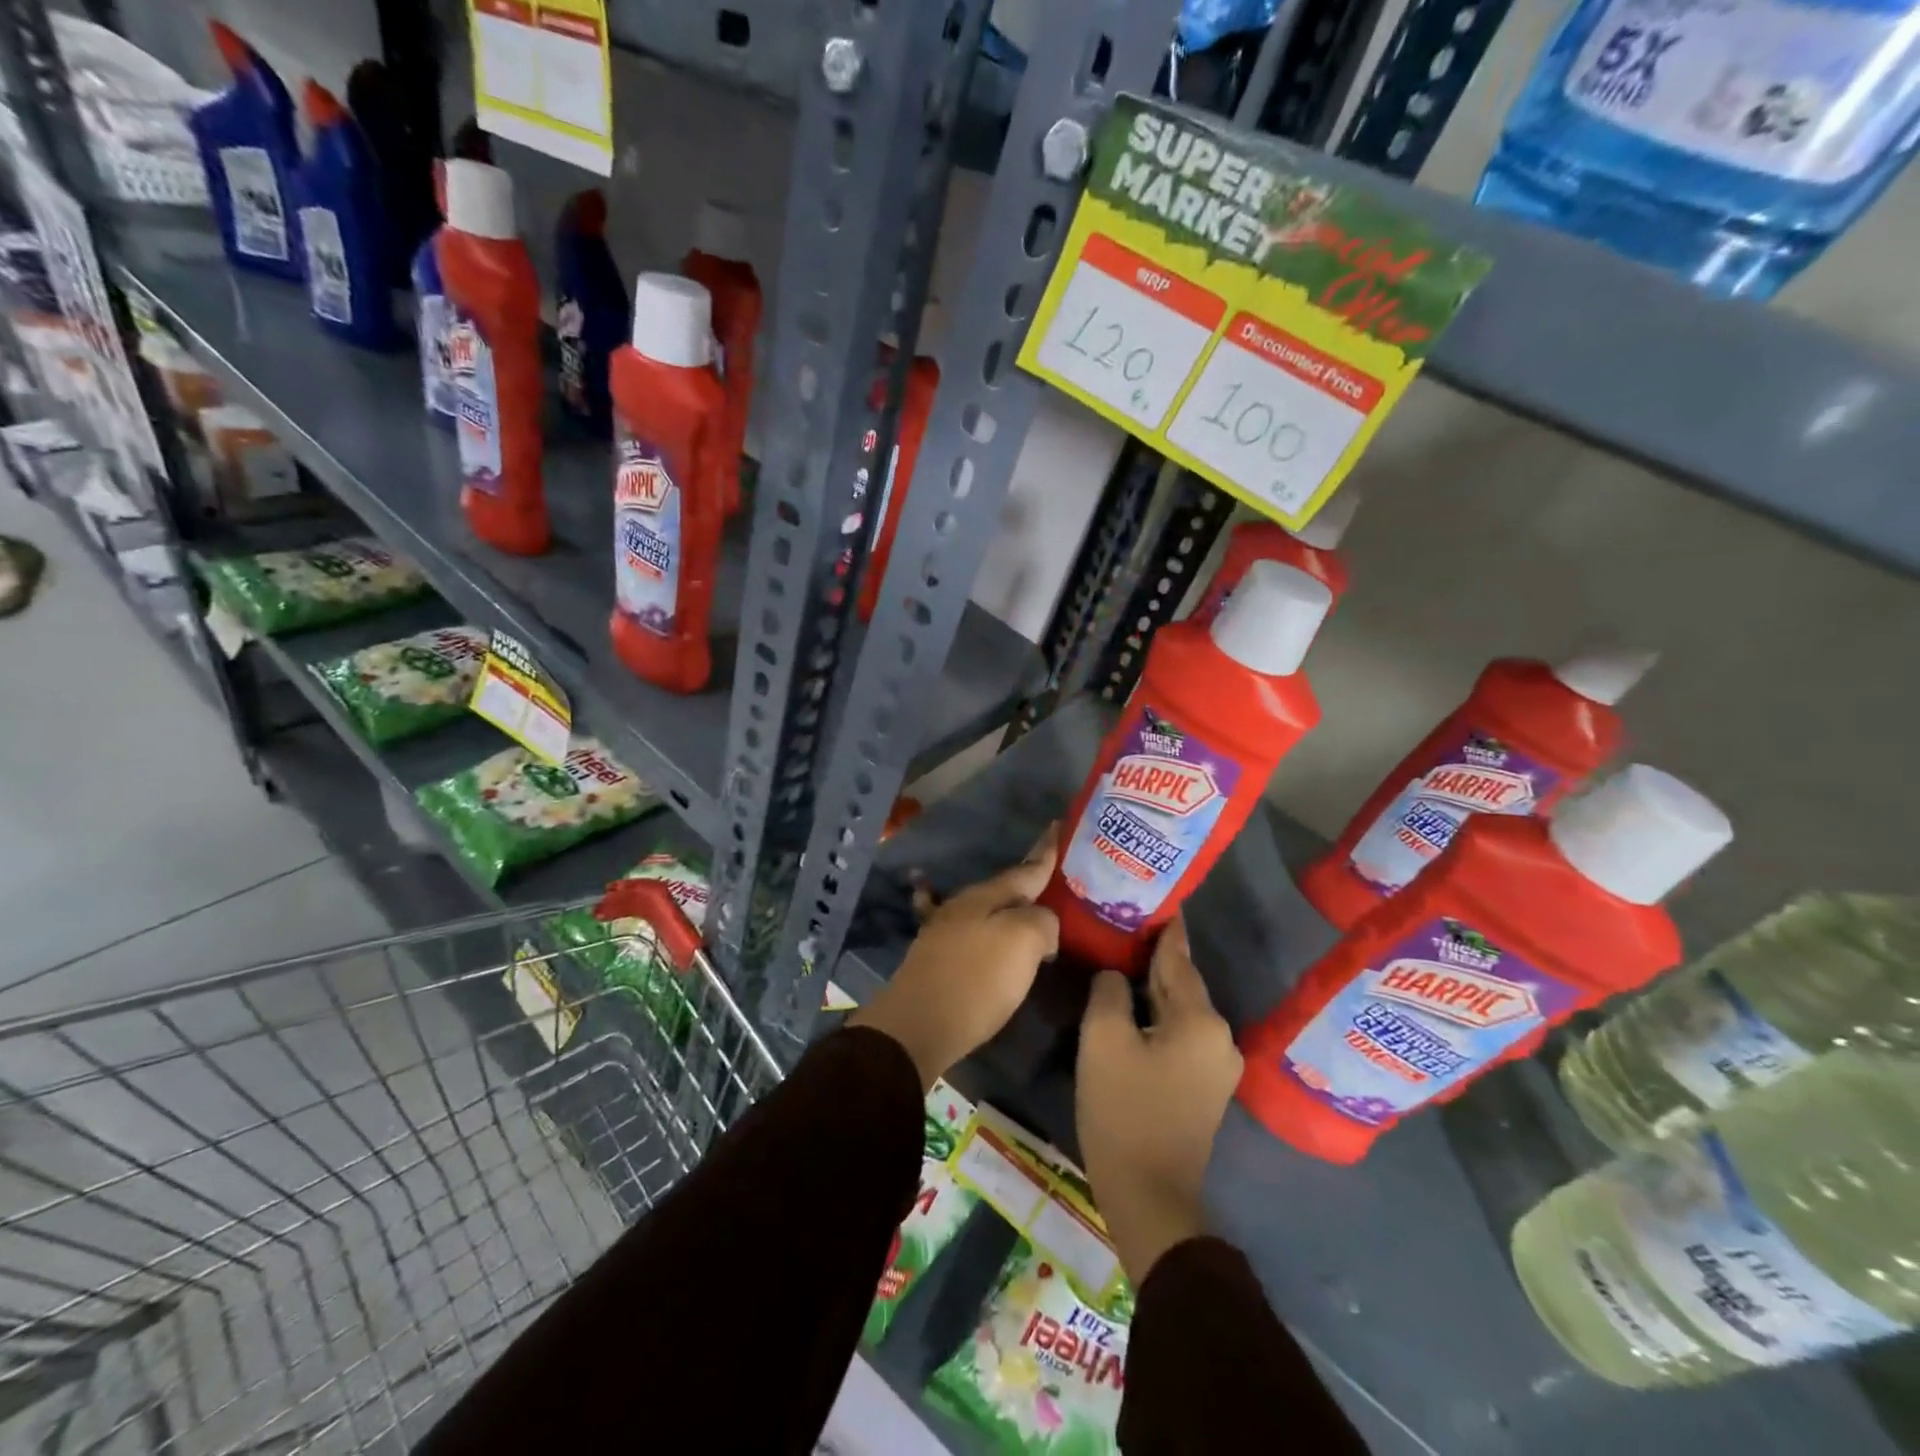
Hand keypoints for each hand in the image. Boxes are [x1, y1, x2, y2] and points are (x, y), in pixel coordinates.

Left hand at [850, 828, 1058, 1088]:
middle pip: (1007, 888)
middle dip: (1031, 882)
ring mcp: (946, 929)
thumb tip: (1042, 925)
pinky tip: (943, 909)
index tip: (1058, 826)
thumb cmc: (977, 979)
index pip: (1027, 867)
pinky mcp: (936, 957)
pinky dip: (971, 922)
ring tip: (1030, 907)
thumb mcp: (1024, 941)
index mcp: (989, 895)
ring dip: (1008, 906)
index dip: (1046, 851)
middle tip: (1057, 877)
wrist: (918, 1024)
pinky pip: (962, 929)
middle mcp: (965, 904)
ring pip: (987, 909)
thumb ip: (1043, 921)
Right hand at [1077, 916, 1240, 1284]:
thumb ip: (1110, 991)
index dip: (1165, 928)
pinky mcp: (1205, 1088)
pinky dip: (1159, 1017)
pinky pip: (1181, 1035)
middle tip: (1126, 926)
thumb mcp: (1103, 1039)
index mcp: (1201, 1019)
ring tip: (1125, 962)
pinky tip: (1135, 1010)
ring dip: (1155, 989)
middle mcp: (1220, 1037)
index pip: (1178, 957)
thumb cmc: (1124, 1110)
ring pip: (1180, 1010)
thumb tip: (1118, 976)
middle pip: (1182, 983)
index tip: (1157, 898)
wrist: (1149, 1195)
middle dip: (1155, 957)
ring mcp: (1217, 1066)